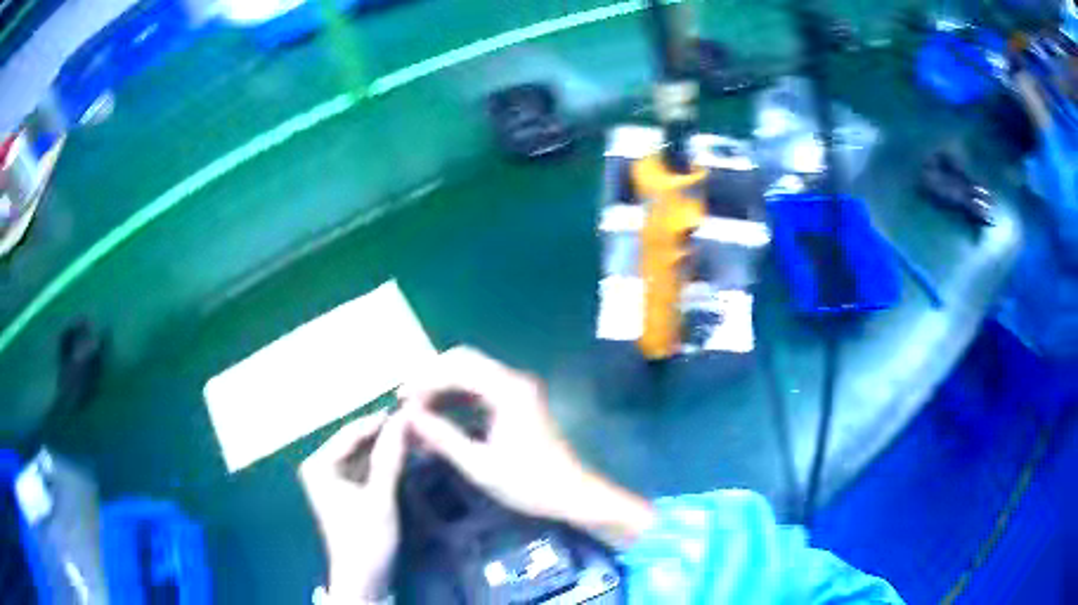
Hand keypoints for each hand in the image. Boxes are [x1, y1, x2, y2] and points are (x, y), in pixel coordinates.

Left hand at [300, 410, 406, 601]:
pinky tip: (405, 456)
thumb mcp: (380, 498)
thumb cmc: (366, 539)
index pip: (352, 432)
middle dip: (385, 434)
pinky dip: (383, 463)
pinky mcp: (345, 490)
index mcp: (319, 465)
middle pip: (356, 442)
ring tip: (416, 435)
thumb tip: (404, 418)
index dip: (382, 421)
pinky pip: (365, 468)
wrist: (363, 579)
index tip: (412, 408)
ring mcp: (332, 479)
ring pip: (363, 454)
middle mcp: (320, 466)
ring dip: (386, 447)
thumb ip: (389, 458)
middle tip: (418, 421)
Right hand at [398, 346, 655, 549]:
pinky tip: (440, 419)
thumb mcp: (480, 465)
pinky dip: (457, 400)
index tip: (401, 400)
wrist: (571, 494)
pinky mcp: (517, 402)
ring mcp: (517, 389)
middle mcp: (513, 380)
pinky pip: (480, 389)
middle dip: (431, 378)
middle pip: (463, 362)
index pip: (457, 368)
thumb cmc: (528, 483)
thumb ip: (442, 437)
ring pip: (470, 374)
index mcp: (508, 390)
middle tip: (407, 401)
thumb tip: (409, 416)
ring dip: (443, 388)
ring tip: (418, 412)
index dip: (425, 381)